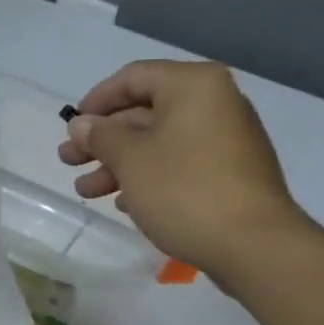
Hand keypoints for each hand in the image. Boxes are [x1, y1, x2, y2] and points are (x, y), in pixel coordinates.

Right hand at [59, 60, 312, 279]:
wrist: (255, 247)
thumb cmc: (185, 190)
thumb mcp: (131, 159)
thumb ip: (101, 136)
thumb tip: (82, 124)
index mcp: (194, 86)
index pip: (133, 78)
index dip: (96, 101)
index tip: (72, 127)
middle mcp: (215, 103)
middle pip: (145, 113)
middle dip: (103, 140)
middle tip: (68, 162)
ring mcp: (227, 140)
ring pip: (160, 143)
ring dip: (119, 165)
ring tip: (86, 192)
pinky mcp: (231, 174)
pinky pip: (180, 165)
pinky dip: (149, 178)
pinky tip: (123, 202)